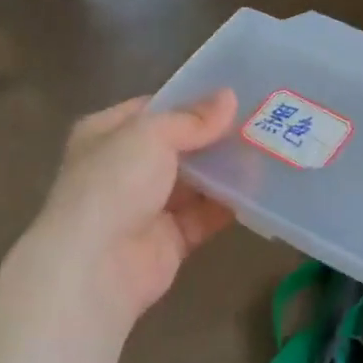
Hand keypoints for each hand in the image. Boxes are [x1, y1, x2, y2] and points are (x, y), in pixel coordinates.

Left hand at [29, 89, 239, 322]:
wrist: (97, 265)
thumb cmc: (114, 183)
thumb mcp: (151, 135)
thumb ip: (192, 119)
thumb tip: (229, 97)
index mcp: (106, 134)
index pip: (152, 110)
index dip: (189, 102)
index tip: (231, 96)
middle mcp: (123, 168)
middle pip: (176, 147)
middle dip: (213, 138)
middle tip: (258, 122)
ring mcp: (145, 207)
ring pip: (193, 182)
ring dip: (224, 171)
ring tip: (265, 152)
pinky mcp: (168, 240)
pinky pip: (203, 216)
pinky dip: (226, 205)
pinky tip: (257, 191)